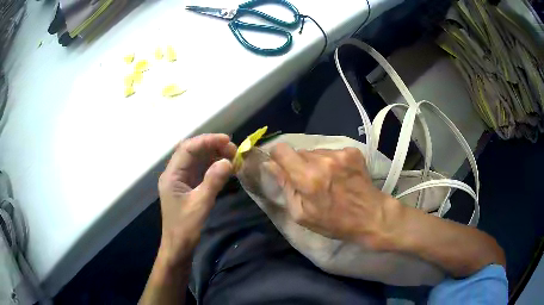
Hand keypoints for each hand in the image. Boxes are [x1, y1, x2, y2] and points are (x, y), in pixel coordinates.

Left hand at [158, 134, 236, 265]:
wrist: (178, 247)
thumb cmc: (185, 228)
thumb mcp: (200, 204)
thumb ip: (213, 181)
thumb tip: (228, 161)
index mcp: (171, 175)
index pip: (187, 148)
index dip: (207, 141)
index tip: (227, 141)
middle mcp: (174, 173)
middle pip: (191, 151)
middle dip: (211, 146)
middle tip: (233, 150)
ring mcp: (180, 180)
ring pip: (196, 160)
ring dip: (213, 155)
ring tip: (232, 156)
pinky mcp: (187, 187)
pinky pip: (199, 170)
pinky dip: (212, 166)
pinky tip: (224, 167)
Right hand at [268, 144, 401, 248]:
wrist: (371, 216)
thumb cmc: (334, 222)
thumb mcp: (301, 214)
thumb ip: (285, 187)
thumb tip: (270, 165)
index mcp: (307, 177)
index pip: (281, 150)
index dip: (278, 157)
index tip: (282, 167)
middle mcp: (323, 160)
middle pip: (299, 151)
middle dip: (299, 164)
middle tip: (309, 182)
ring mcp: (340, 153)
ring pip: (316, 151)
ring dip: (316, 163)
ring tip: (328, 180)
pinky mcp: (352, 151)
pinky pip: (331, 152)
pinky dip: (331, 162)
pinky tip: (340, 176)